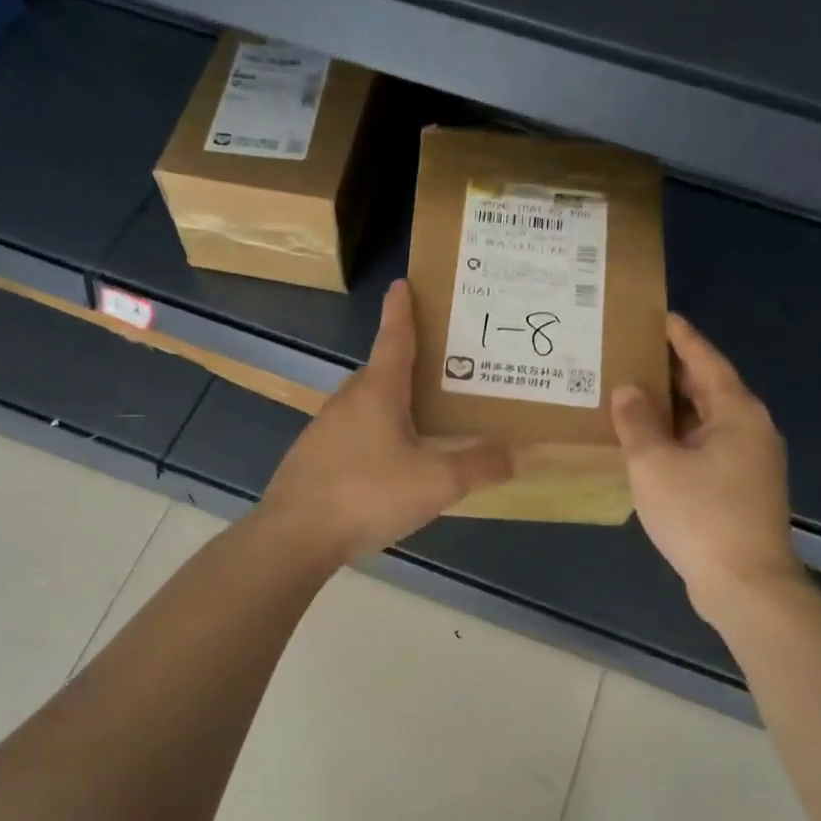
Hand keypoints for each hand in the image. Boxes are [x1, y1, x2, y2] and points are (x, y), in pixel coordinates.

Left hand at [260, 279, 513, 564]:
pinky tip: (390, 461)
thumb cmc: (368, 494)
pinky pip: (353, 433)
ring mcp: (324, 430)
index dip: (402, 310)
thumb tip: (526, 451)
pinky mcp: (313, 459)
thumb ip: (481, 465)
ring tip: (423, 416)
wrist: (294, 536)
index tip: (403, 283)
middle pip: (381, 370)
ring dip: (391, 402)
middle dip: (407, 361)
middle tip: (440, 364)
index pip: (394, 337)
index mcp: (378, 391)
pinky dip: (375, 433)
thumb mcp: (436, 483)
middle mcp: (348, 400)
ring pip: (365, 405)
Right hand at [611, 313, 799, 619]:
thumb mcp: (655, 464)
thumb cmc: (699, 515)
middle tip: (634, 352)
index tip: (659, 315)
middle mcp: (751, 429)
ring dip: (674, 406)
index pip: (706, 360)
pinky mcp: (742, 488)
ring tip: (635, 391)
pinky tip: (651, 441)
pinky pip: (707, 446)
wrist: (745, 585)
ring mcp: (750, 461)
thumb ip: (637, 422)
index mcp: (736, 413)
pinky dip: (680, 435)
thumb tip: (628, 389)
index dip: (681, 337)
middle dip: (673, 370)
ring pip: (707, 419)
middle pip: (709, 388)